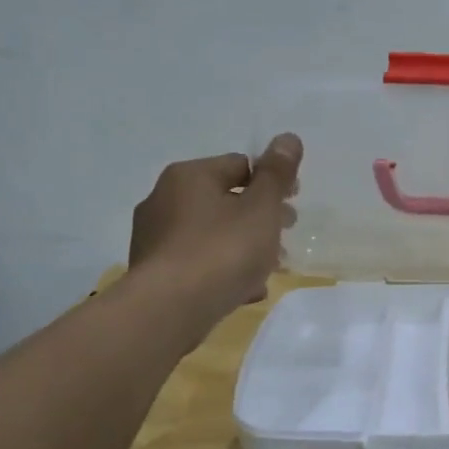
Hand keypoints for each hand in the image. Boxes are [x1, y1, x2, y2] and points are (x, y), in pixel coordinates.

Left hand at [129, 134, 301, 315]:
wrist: (169, 310)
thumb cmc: (222, 250)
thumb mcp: (261, 208)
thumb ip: (277, 174)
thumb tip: (288, 138)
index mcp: (189, 176)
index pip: (239, 165)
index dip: (272, 182)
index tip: (293, 205)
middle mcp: (164, 199)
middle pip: (225, 200)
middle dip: (260, 218)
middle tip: (285, 238)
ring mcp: (155, 238)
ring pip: (213, 234)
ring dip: (244, 247)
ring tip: (269, 270)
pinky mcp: (155, 272)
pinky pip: (198, 262)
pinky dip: (222, 271)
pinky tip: (244, 290)